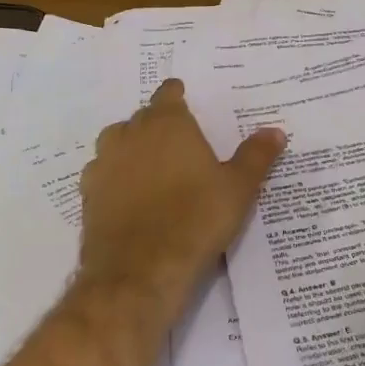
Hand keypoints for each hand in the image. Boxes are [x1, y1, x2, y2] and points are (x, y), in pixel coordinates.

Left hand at [77, 79, 285, 312]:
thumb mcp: (239, 188)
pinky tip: (130, 195)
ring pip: (117, 142)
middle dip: (158, 123)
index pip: (168, 94)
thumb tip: (275, 131)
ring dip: (132, 147)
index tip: (186, 102)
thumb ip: (256, 156)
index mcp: (168, 124)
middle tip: (179, 141)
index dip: (177, 96)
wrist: (140, 271)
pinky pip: (103, 173)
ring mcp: (104, 163)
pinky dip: (115, 177)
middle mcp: (131, 134)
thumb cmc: (196, 219)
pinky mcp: (88, 194)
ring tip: (153, 167)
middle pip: (142, 117)